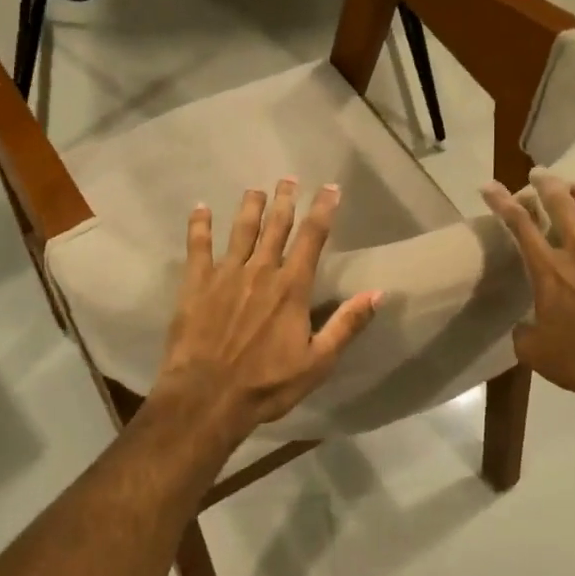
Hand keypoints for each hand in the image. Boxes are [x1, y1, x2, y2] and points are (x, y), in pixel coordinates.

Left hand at [149, 179, 380, 443]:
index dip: (323, 209)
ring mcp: (226, 274)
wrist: (207, 397)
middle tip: (288, 178)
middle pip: (276, 226)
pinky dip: (200, 225)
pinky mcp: (196, 283)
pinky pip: (198, 246)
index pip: (312, 238)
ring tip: (256, 189)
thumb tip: (378, 293)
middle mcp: (260, 270)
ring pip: (241, 230)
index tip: (330, 188)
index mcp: (291, 287)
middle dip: (285, 200)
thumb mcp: (317, 362)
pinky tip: (200, 208)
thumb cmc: (266, 384)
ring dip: (250, 206)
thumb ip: (347, 324)